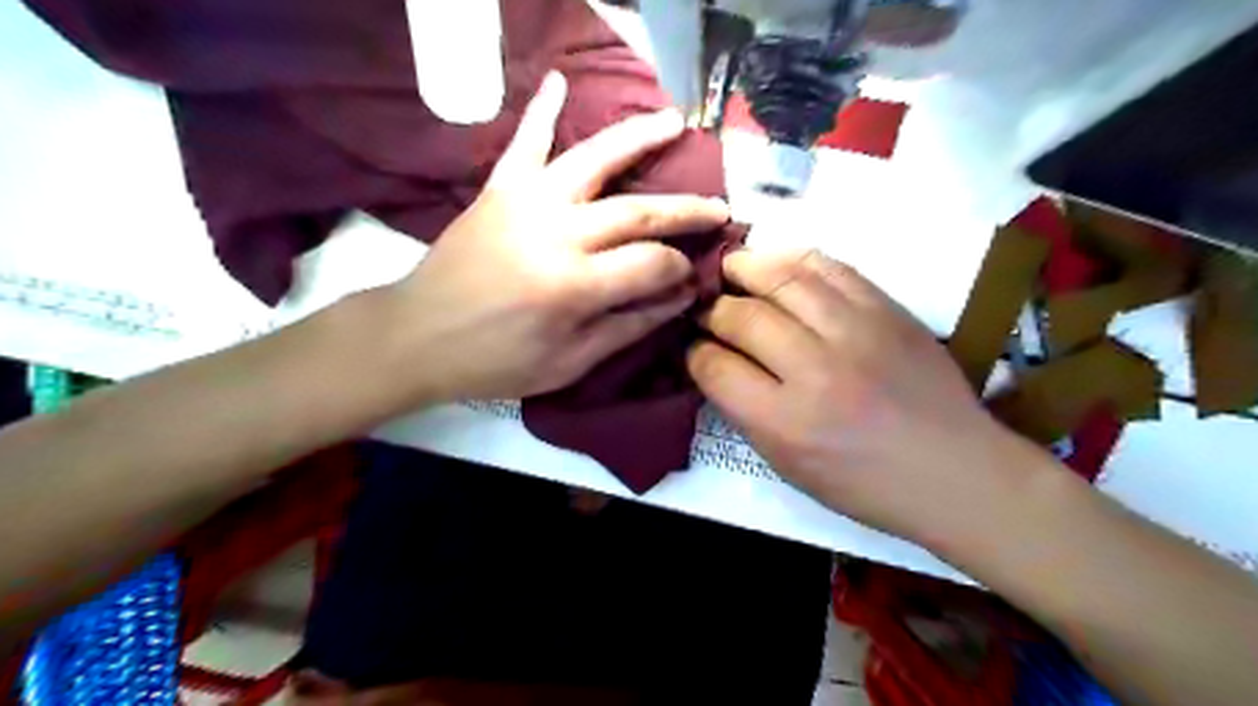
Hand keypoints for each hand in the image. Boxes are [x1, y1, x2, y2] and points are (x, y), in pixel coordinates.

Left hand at [389, 73, 733, 403]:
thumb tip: (679, 298)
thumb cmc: (495, 361)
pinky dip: (541, 110)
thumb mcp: (570, 363)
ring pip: (594, 159)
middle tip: (719, 208)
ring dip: (638, 138)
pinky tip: (561, 81)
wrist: (416, 337)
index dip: (679, 271)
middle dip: (686, 210)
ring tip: (675, 122)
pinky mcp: (498, 189)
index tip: (691, 280)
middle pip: (638, 210)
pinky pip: (524, 142)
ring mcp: (525, 202)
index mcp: (574, 285)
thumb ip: (629, 326)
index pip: (651, 263)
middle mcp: (557, 232)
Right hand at [686, 251, 1032, 543]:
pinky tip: (778, 264)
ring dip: (745, 267)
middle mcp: (814, 369)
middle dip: (711, 308)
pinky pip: (829, 267)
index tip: (692, 346)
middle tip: (705, 306)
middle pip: (741, 316)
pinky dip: (794, 259)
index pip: (714, 366)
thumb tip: (714, 361)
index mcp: (784, 422)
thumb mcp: (788, 464)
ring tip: (731, 268)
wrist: (955, 470)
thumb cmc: (863, 482)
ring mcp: (855, 331)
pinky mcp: (886, 309)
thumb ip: (744, 410)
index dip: (693, 351)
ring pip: (781, 278)